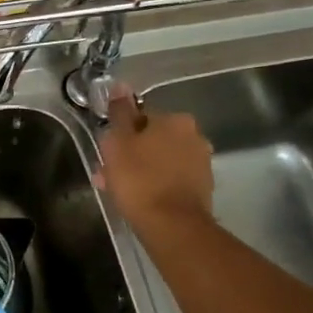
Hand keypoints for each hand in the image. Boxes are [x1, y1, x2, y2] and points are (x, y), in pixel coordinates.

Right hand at [96, 87, 215, 239]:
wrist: (172, 225)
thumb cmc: (139, 179)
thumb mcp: (119, 142)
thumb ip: (120, 113)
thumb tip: (120, 86)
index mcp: (175, 119)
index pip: (142, 118)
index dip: (122, 135)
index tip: (109, 153)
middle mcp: (194, 135)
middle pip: (154, 140)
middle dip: (133, 154)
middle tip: (111, 174)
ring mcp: (202, 163)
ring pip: (162, 160)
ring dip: (143, 170)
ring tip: (121, 191)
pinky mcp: (203, 188)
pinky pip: (172, 179)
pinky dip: (157, 185)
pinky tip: (141, 200)